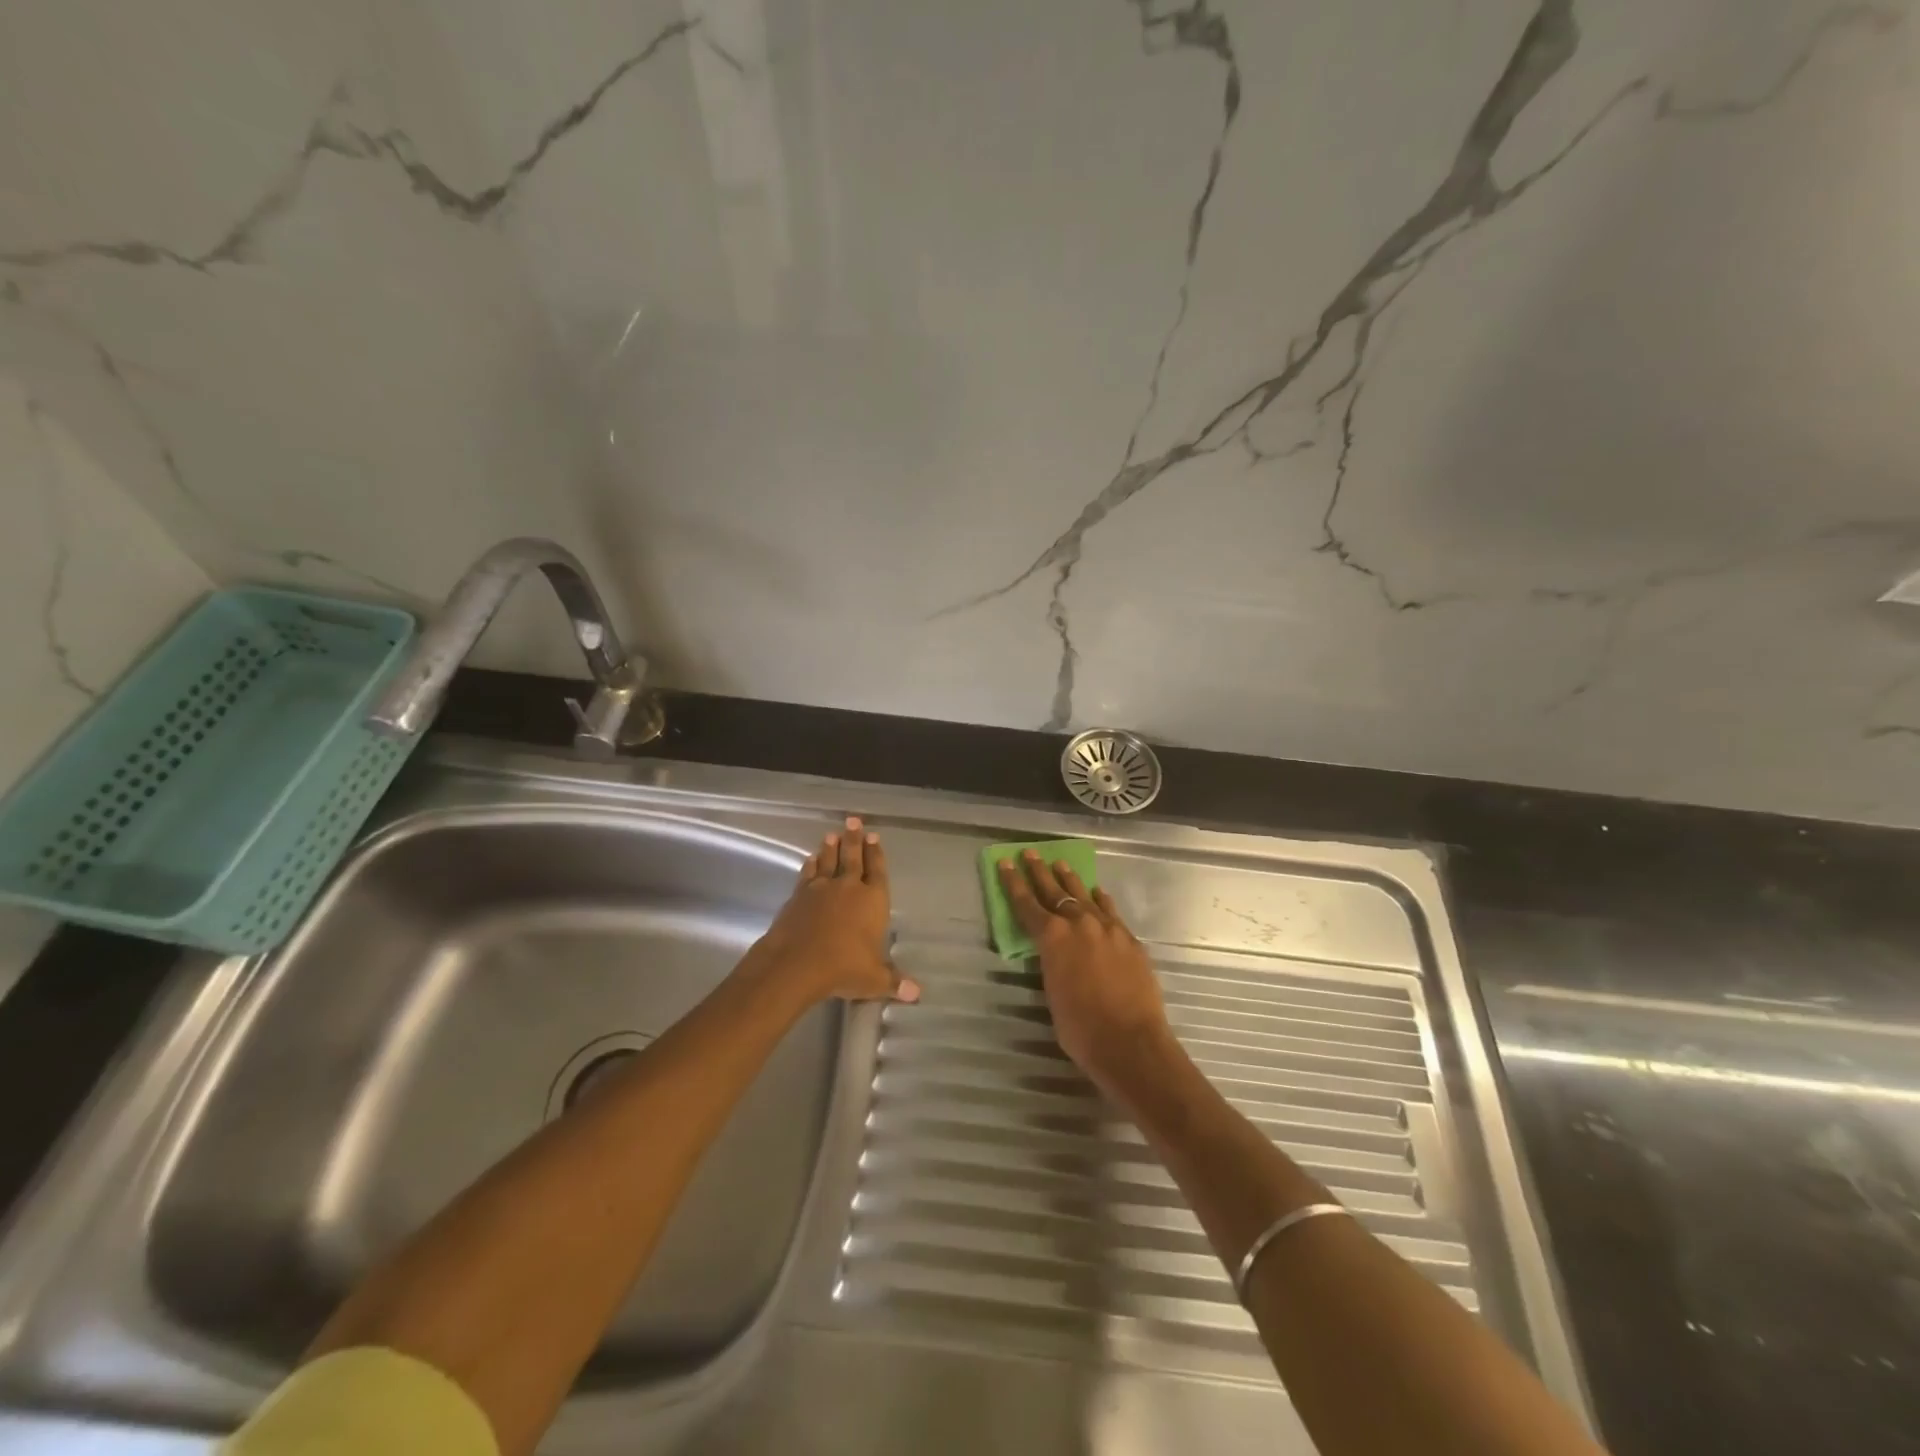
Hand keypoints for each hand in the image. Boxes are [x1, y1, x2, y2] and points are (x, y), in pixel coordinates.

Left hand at [740, 817, 920, 1009]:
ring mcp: (821, 889)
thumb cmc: (843, 968)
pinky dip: (810, 866)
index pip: (877, 871)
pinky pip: (807, 875)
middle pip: (853, 858)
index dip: (876, 853)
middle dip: (855, 839)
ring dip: (831, 848)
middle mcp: (848, 888)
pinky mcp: (798, 896)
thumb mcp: (874, 979)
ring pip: (828, 861)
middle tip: (853, 820)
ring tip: (832, 834)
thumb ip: (894, 981)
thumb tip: (917, 994)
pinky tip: (810, 859)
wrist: (797, 963)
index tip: (874, 836)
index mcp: (872, 900)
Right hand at [996, 849, 1175, 1099]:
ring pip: (1085, 896)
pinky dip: (1101, 900)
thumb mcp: (1052, 993)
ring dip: (1070, 881)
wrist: (1131, 1042)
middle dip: (1039, 872)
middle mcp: (1079, 924)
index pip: (1026, 904)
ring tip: (1061, 864)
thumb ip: (1052, 964)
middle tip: (1030, 853)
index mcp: (1052, 938)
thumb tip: (1055, 955)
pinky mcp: (1129, 940)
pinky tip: (1097, 893)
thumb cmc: (1081, 1028)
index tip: (1005, 863)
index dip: (1013, 883)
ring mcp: (1108, 929)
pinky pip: (1111, 911)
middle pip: (1055, 891)